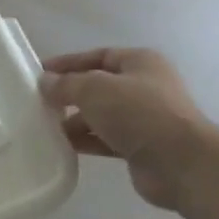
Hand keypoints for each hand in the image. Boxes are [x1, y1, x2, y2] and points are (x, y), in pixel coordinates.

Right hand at [41, 47, 211, 212]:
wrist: (179, 162)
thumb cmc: (139, 113)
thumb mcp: (95, 89)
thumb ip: (67, 84)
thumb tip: (46, 82)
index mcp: (140, 62)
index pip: (98, 56)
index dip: (68, 63)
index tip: (39, 73)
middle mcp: (144, 87)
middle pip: (99, 87)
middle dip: (70, 95)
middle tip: (39, 104)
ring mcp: (144, 118)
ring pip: (101, 115)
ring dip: (75, 121)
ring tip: (45, 128)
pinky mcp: (140, 147)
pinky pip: (106, 139)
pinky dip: (86, 141)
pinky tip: (64, 147)